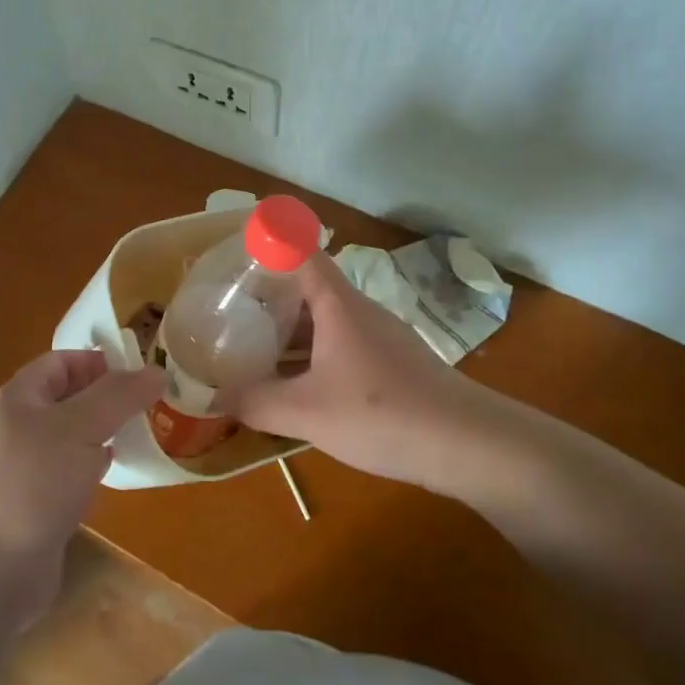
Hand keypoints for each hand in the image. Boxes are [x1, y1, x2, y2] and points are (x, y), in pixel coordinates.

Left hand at [0, 351, 161, 669]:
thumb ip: (119, 396)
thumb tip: (157, 370)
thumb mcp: (79, 429)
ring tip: (144, 432)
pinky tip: (118, 472)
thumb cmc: (32, 485)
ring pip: (73, 436)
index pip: (63, 361)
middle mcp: (20, 426)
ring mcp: (26, 467)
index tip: (141, 372)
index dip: (100, 361)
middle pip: (70, 397)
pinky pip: (71, 471)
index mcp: (20, 397)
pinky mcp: (36, 504)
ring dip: (105, 432)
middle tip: (152, 403)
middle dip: (109, 397)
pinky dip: (95, 466)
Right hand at [221, 253, 498, 492]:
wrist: (469, 444)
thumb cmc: (383, 413)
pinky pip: (340, 345)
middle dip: (268, 292)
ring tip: (251, 345)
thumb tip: (215, 398)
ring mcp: (379, 337)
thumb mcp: (307, 412)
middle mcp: (358, 311)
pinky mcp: (392, 364)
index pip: (301, 251)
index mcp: (337, 305)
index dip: (270, 240)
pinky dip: (312, 353)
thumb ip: (256, 402)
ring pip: (324, 319)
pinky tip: (296, 383)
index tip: (237, 243)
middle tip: (228, 306)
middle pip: (308, 286)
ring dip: (290, 328)